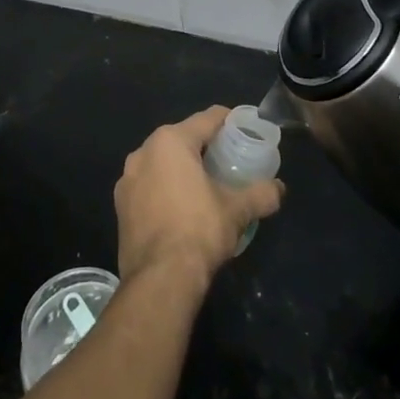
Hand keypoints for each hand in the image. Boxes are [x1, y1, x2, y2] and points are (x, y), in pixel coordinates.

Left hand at [115, 107, 283, 289]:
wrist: (159, 279)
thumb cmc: (199, 230)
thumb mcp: (237, 210)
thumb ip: (261, 194)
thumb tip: (279, 189)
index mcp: (170, 141)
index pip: (207, 119)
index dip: (229, 121)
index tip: (245, 129)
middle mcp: (143, 152)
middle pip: (182, 139)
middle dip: (205, 147)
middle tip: (229, 160)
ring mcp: (127, 180)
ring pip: (162, 163)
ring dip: (182, 169)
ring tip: (206, 185)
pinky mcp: (120, 206)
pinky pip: (149, 186)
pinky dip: (165, 189)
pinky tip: (182, 208)